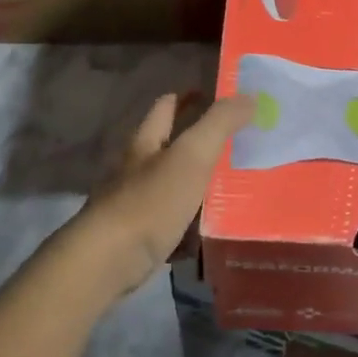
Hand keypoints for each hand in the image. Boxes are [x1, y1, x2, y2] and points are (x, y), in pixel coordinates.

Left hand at [58, 92, 253, 303]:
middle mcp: (137, 170)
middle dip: (198, 142)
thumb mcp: (191, 155)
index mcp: (146, 143)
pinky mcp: (140, 239)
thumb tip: (249, 95)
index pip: (166, 107)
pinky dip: (193, 225)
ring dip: (198, 185)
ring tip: (236, 186)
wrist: (108, 262)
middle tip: (238, 142)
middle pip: (168, 147)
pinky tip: (215, 231)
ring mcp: (136, 206)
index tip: (215, 94)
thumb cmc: (150, 201)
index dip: (188, 97)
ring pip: (173, 187)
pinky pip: (174, 226)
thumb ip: (219, 124)